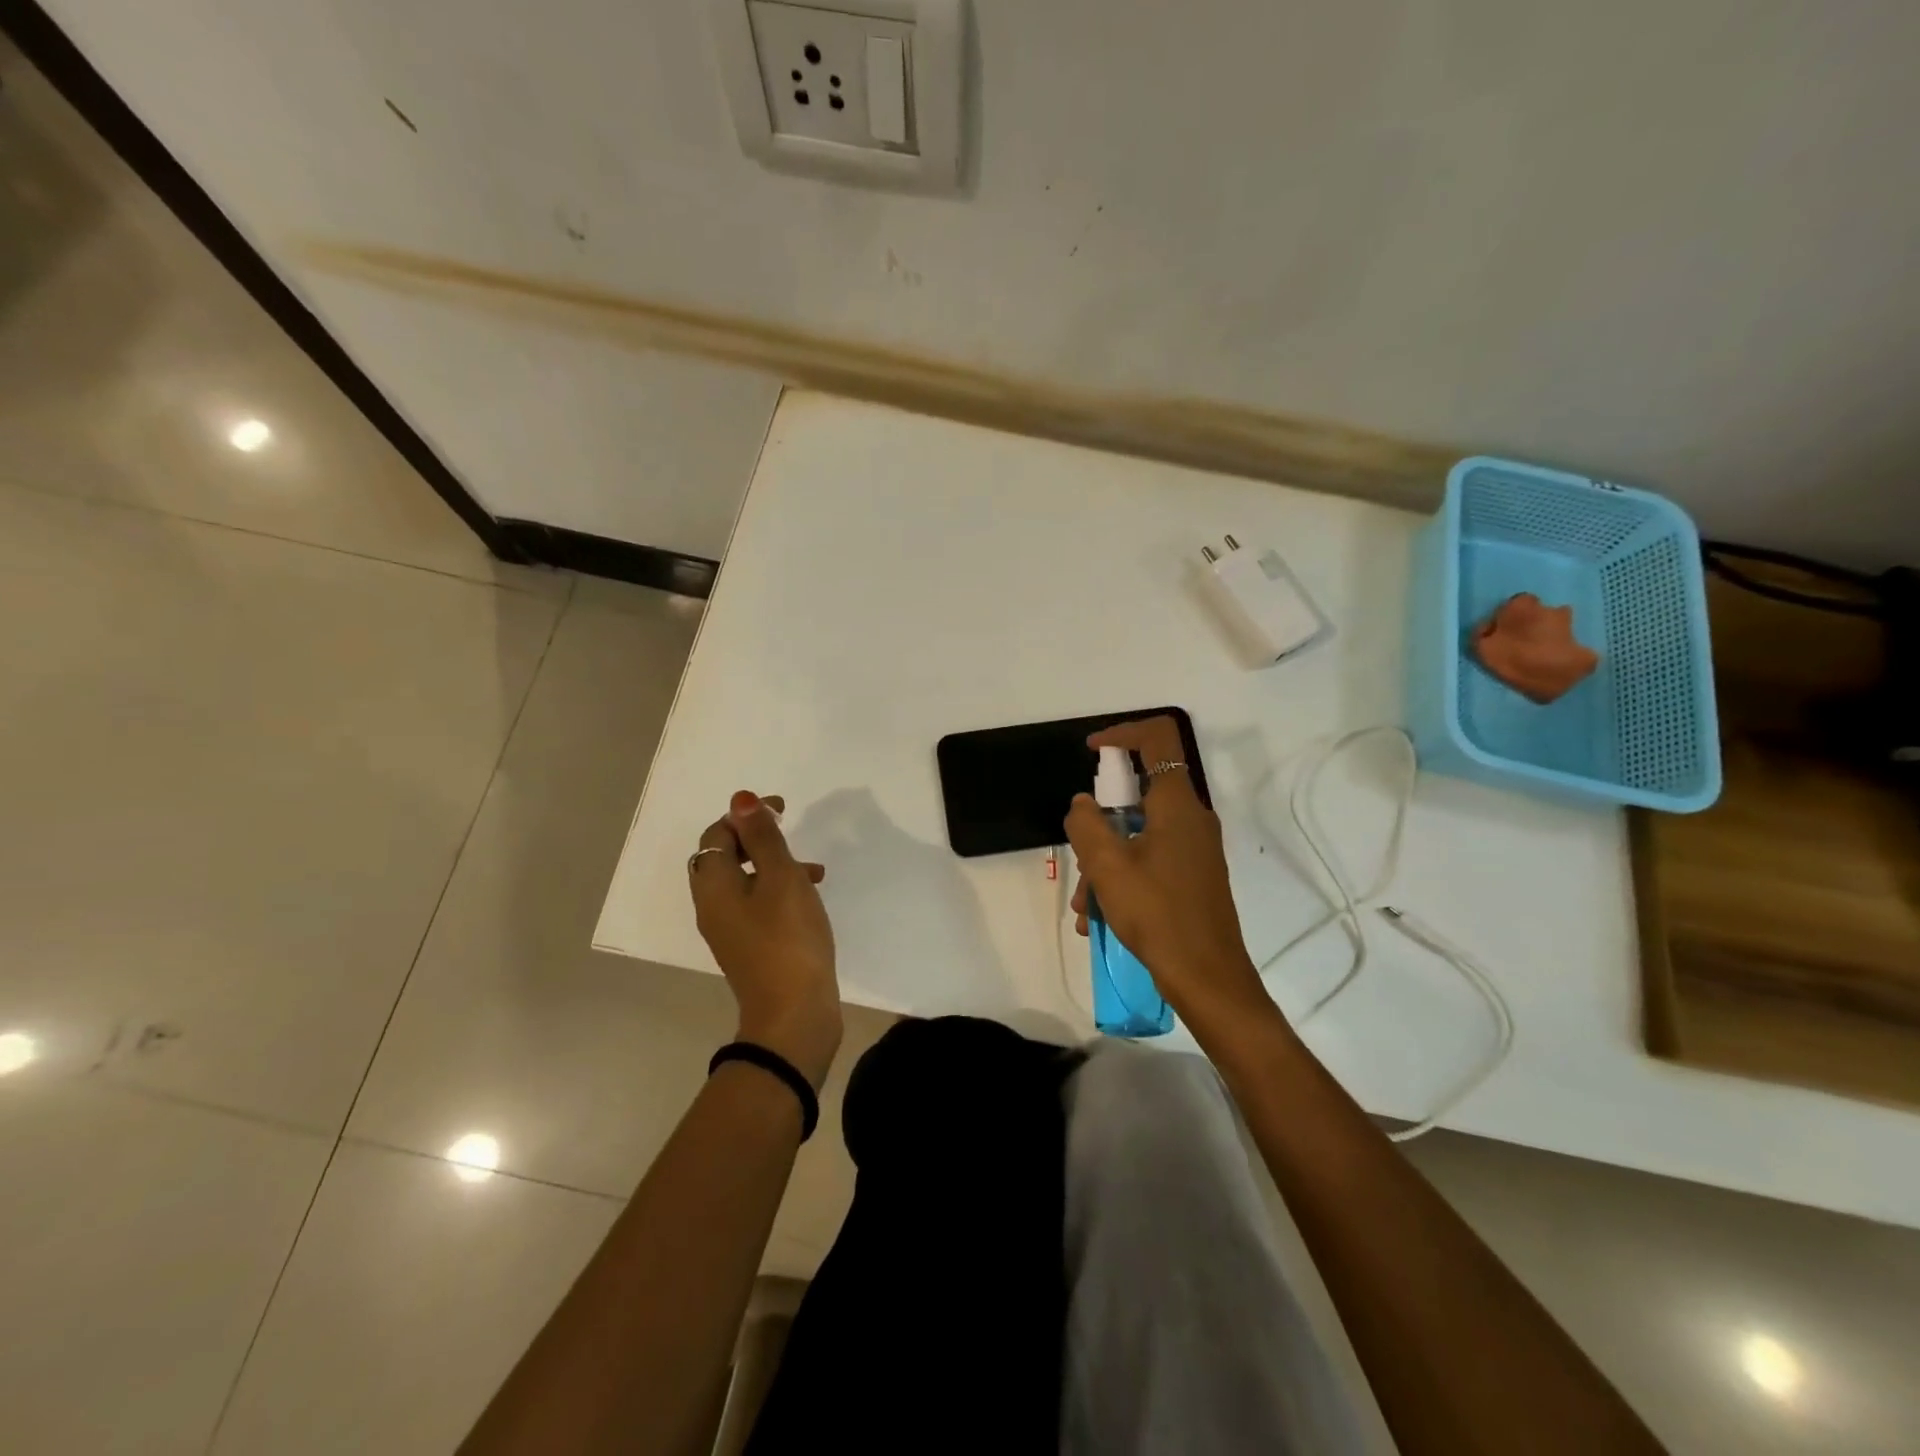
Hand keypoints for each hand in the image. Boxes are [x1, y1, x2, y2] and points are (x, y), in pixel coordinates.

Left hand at [689, 791, 841, 1087]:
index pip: (717, 835)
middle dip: (756, 839)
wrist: (794, 1015)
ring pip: (744, 881)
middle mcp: (713, 906)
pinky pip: (756, 905)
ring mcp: (730, 931)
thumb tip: (740, 799)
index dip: (745, 815)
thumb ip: (763, 837)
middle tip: (789, 833)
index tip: (783, 809)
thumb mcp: (781, 878)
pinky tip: (810, 898)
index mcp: (714, 886)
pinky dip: (778, 890)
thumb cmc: (788, 939)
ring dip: (772, 864)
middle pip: (724, 858)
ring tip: (812, 869)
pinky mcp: (750, 948)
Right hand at [1065, 718, 1268, 1026]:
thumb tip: (1083, 804)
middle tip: (1081, 855)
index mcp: (1177, 804)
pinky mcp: (1193, 876)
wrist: (1207, 977)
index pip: (1157, 738)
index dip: (1121, 733)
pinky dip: (1122, 879)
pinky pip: (1149, 861)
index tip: (1091, 752)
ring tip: (1085, 908)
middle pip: (1139, 795)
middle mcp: (1191, 818)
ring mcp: (1195, 849)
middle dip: (1100, 824)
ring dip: (1105, 862)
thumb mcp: (1107, 866)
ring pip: (1138, 835)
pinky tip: (1100, 920)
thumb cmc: (1157, 913)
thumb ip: (1086, 824)